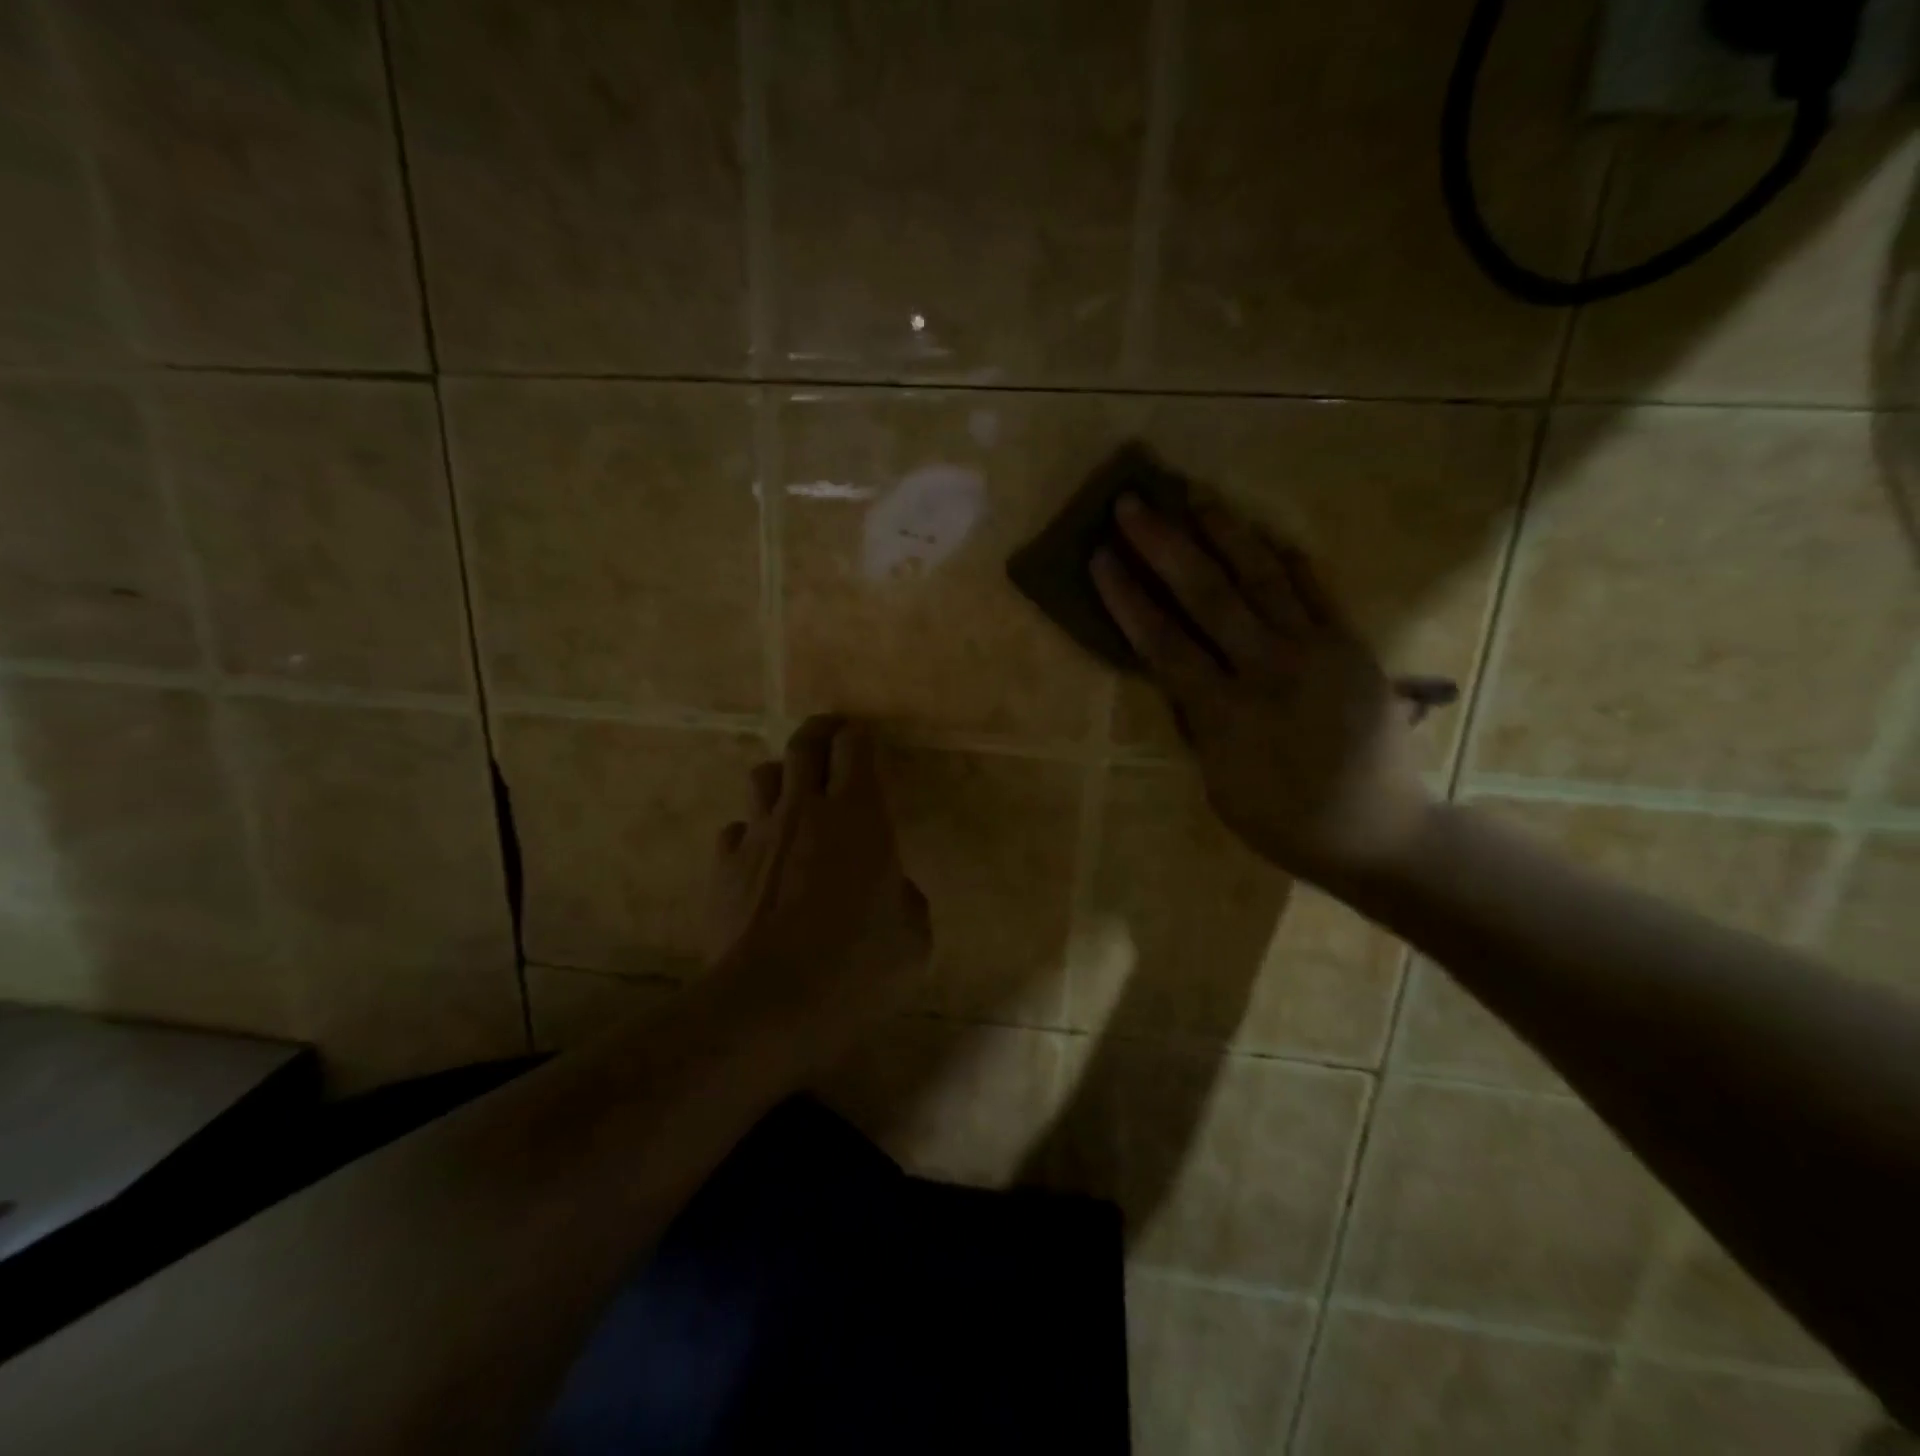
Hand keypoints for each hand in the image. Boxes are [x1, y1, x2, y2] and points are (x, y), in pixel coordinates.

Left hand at [705, 715, 931, 1060]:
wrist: (771, 1002)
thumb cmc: (857, 965)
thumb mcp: (913, 939)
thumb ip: (906, 900)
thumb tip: (892, 890)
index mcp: (860, 814)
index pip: (856, 745)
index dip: (861, 735)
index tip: (866, 738)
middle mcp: (806, 810)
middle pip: (804, 744)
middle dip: (820, 732)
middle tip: (832, 736)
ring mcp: (760, 834)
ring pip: (762, 776)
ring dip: (781, 777)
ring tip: (794, 795)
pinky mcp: (725, 866)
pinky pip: (736, 831)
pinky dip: (750, 834)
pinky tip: (760, 859)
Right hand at [1092, 493, 1436, 887]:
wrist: (1376, 831)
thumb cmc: (1280, 820)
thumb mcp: (1216, 781)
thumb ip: (1197, 719)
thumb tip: (1180, 671)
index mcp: (1224, 713)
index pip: (1163, 642)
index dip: (1128, 597)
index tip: (1100, 557)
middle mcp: (1267, 670)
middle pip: (1207, 594)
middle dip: (1164, 545)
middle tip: (1131, 504)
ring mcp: (1315, 651)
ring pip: (1262, 577)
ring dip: (1223, 531)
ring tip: (1192, 493)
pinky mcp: (1350, 646)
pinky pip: (1314, 590)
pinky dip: (1285, 558)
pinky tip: (1261, 531)